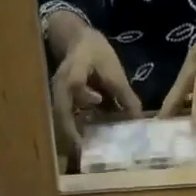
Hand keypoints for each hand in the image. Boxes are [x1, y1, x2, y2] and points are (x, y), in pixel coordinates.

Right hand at [47, 16, 140, 162]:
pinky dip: (72, 134)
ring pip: (60, 119)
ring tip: (82, 153)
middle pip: (61, 110)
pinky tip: (83, 146)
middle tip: (83, 150)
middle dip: (71, 132)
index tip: (98, 100)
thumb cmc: (97, 54)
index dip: (85, 93)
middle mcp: (61, 84)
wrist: (77, 42)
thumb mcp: (114, 69)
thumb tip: (138, 120)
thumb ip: (125, 95)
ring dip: (70, 136)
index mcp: (76, 68)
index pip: (75, 81)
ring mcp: (57, 95)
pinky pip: (64, 121)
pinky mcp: (59, 104)